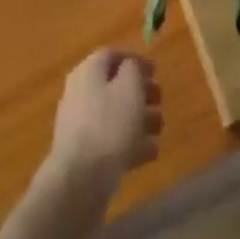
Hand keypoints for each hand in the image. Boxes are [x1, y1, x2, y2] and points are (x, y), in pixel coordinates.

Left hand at [49, 50, 161, 181]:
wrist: (79, 182)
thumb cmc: (108, 126)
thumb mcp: (129, 88)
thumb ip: (133, 70)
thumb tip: (130, 67)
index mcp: (88, 71)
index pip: (112, 55)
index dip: (135, 60)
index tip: (157, 71)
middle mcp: (80, 93)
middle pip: (113, 85)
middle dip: (139, 91)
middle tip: (160, 100)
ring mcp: (80, 126)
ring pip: (114, 115)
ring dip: (139, 118)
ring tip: (160, 128)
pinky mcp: (85, 155)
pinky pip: (111, 141)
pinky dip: (130, 143)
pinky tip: (151, 152)